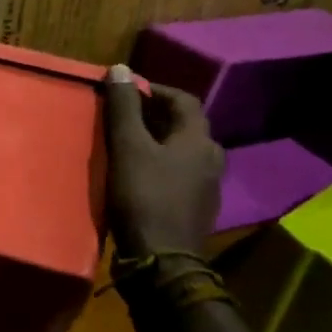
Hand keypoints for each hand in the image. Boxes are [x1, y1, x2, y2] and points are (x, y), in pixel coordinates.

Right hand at [103, 66, 223, 258]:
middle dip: (154, 115)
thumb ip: (124, 107)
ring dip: (157, 142)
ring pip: (182, 152)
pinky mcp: (195, 210)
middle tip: (122, 115)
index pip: (183, 100)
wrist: (162, 262)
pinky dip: (160, 166)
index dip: (155, 90)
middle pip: (185, 125)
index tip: (125, 91)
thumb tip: (120, 68)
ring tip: (125, 143)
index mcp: (199, 140)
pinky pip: (179, 175)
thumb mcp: (128, 147)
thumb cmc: (144, 198)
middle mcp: (211, 160)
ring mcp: (206, 188)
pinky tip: (137, 175)